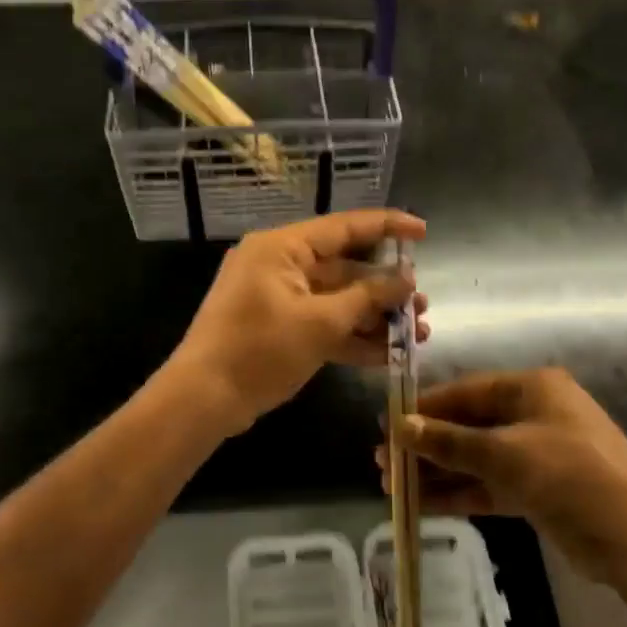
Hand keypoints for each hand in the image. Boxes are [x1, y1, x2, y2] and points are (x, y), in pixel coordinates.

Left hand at [171, 209, 428, 435]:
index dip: (387, 227)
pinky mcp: (278, 328)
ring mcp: (277, 298)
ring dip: (374, 316)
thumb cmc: (259, 351)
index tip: (423, 232)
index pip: (343, 227)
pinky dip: (351, 336)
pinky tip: (388, 353)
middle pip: (343, 267)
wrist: (203, 400)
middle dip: (385, 288)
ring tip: (418, 334)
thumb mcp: (319, 323)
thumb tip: (406, 280)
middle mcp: (279, 265)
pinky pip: (322, 323)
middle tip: (422, 304)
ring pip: (336, 299)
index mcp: (282, 248)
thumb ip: (366, 298)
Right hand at [386, 367, 626, 581]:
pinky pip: (489, 485)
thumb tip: (400, 426)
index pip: (467, 392)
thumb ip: (451, 441)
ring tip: (393, 487)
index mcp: (532, 388)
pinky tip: (423, 505)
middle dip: (428, 445)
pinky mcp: (539, 491)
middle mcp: (534, 415)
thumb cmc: (571, 474)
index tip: (389, 425)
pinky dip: (459, 493)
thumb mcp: (506, 453)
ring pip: (476, 459)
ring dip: (438, 472)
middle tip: (385, 462)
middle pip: (469, 425)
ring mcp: (537, 454)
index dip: (426, 408)